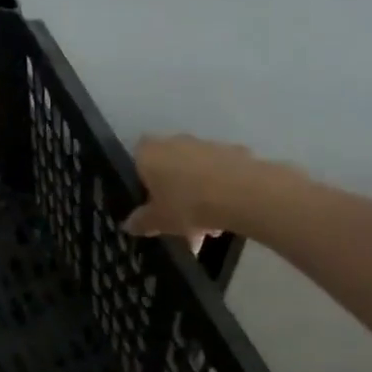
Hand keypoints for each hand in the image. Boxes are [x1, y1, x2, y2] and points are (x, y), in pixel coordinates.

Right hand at [125, 134, 299, 243]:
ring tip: (210, 230)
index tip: (151, 204)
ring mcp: (206, 145)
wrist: (242, 193)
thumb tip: (129, 225)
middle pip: (169, 168)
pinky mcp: (234, 152)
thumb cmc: (187, 204)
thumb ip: (141, 222)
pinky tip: (228, 216)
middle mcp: (175, 142)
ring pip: (195, 173)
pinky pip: (219, 174)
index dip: (143, 182)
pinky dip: (220, 191)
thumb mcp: (158, 221)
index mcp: (149, 152)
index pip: (137, 160)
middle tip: (181, 224)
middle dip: (174, 195)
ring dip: (198, 197)